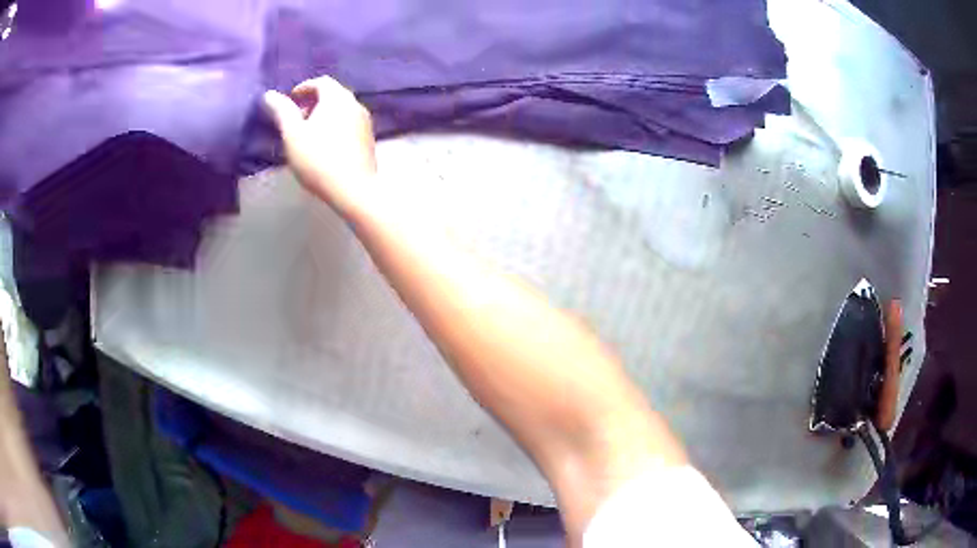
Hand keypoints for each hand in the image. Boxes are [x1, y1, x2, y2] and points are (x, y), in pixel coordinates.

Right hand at [263, 76, 376, 214]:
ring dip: (325, 115)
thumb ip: (281, 112)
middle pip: (334, 95)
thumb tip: (269, 94)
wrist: (353, 189)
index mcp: (338, 98)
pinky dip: (336, 126)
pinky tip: (325, 146)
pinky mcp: (369, 140)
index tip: (292, 99)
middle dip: (314, 102)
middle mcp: (356, 104)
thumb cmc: (318, 158)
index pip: (322, 82)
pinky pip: (350, 124)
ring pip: (343, 110)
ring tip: (309, 133)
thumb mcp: (292, 134)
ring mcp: (366, 122)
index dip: (305, 87)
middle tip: (297, 118)